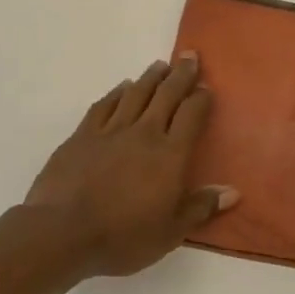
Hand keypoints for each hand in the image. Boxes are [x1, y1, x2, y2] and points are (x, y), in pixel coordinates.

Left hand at [24, 53, 237, 276]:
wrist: (62, 232)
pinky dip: (116, 93)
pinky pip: (104, 106)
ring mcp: (110, 131)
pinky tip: (122, 88)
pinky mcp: (82, 136)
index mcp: (170, 155)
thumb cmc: (123, 236)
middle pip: (166, 95)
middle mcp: (144, 134)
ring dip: (150, 77)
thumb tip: (232, 192)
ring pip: (135, 94)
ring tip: (160, 65)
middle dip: (180, 75)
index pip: (192, 115)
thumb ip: (200, 208)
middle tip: (189, 57)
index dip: (201, 99)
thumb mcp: (170, 232)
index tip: (206, 88)